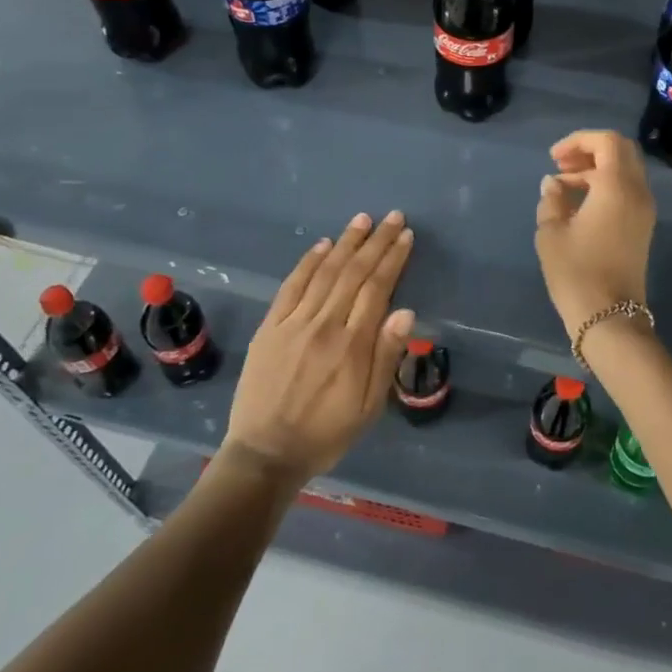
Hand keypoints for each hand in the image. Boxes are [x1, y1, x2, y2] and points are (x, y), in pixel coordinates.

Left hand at [222, 210, 415, 484]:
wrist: (265, 454)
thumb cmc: (327, 433)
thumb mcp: (369, 406)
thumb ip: (386, 357)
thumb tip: (405, 311)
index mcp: (352, 347)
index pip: (377, 289)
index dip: (392, 259)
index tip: (405, 236)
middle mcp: (324, 326)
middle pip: (353, 274)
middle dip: (375, 242)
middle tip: (392, 217)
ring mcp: (293, 324)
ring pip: (324, 273)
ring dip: (346, 243)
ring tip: (362, 220)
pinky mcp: (270, 328)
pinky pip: (291, 287)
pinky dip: (308, 262)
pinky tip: (323, 245)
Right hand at [534, 130, 655, 337]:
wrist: (609, 318)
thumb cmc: (576, 272)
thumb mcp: (551, 233)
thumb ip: (552, 200)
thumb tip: (554, 184)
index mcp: (617, 187)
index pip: (607, 141)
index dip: (578, 140)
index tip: (554, 158)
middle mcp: (638, 192)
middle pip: (621, 151)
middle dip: (590, 150)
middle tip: (560, 165)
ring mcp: (645, 210)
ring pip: (625, 170)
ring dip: (596, 168)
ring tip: (563, 185)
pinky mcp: (643, 226)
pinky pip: (627, 190)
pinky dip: (605, 185)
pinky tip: (578, 203)